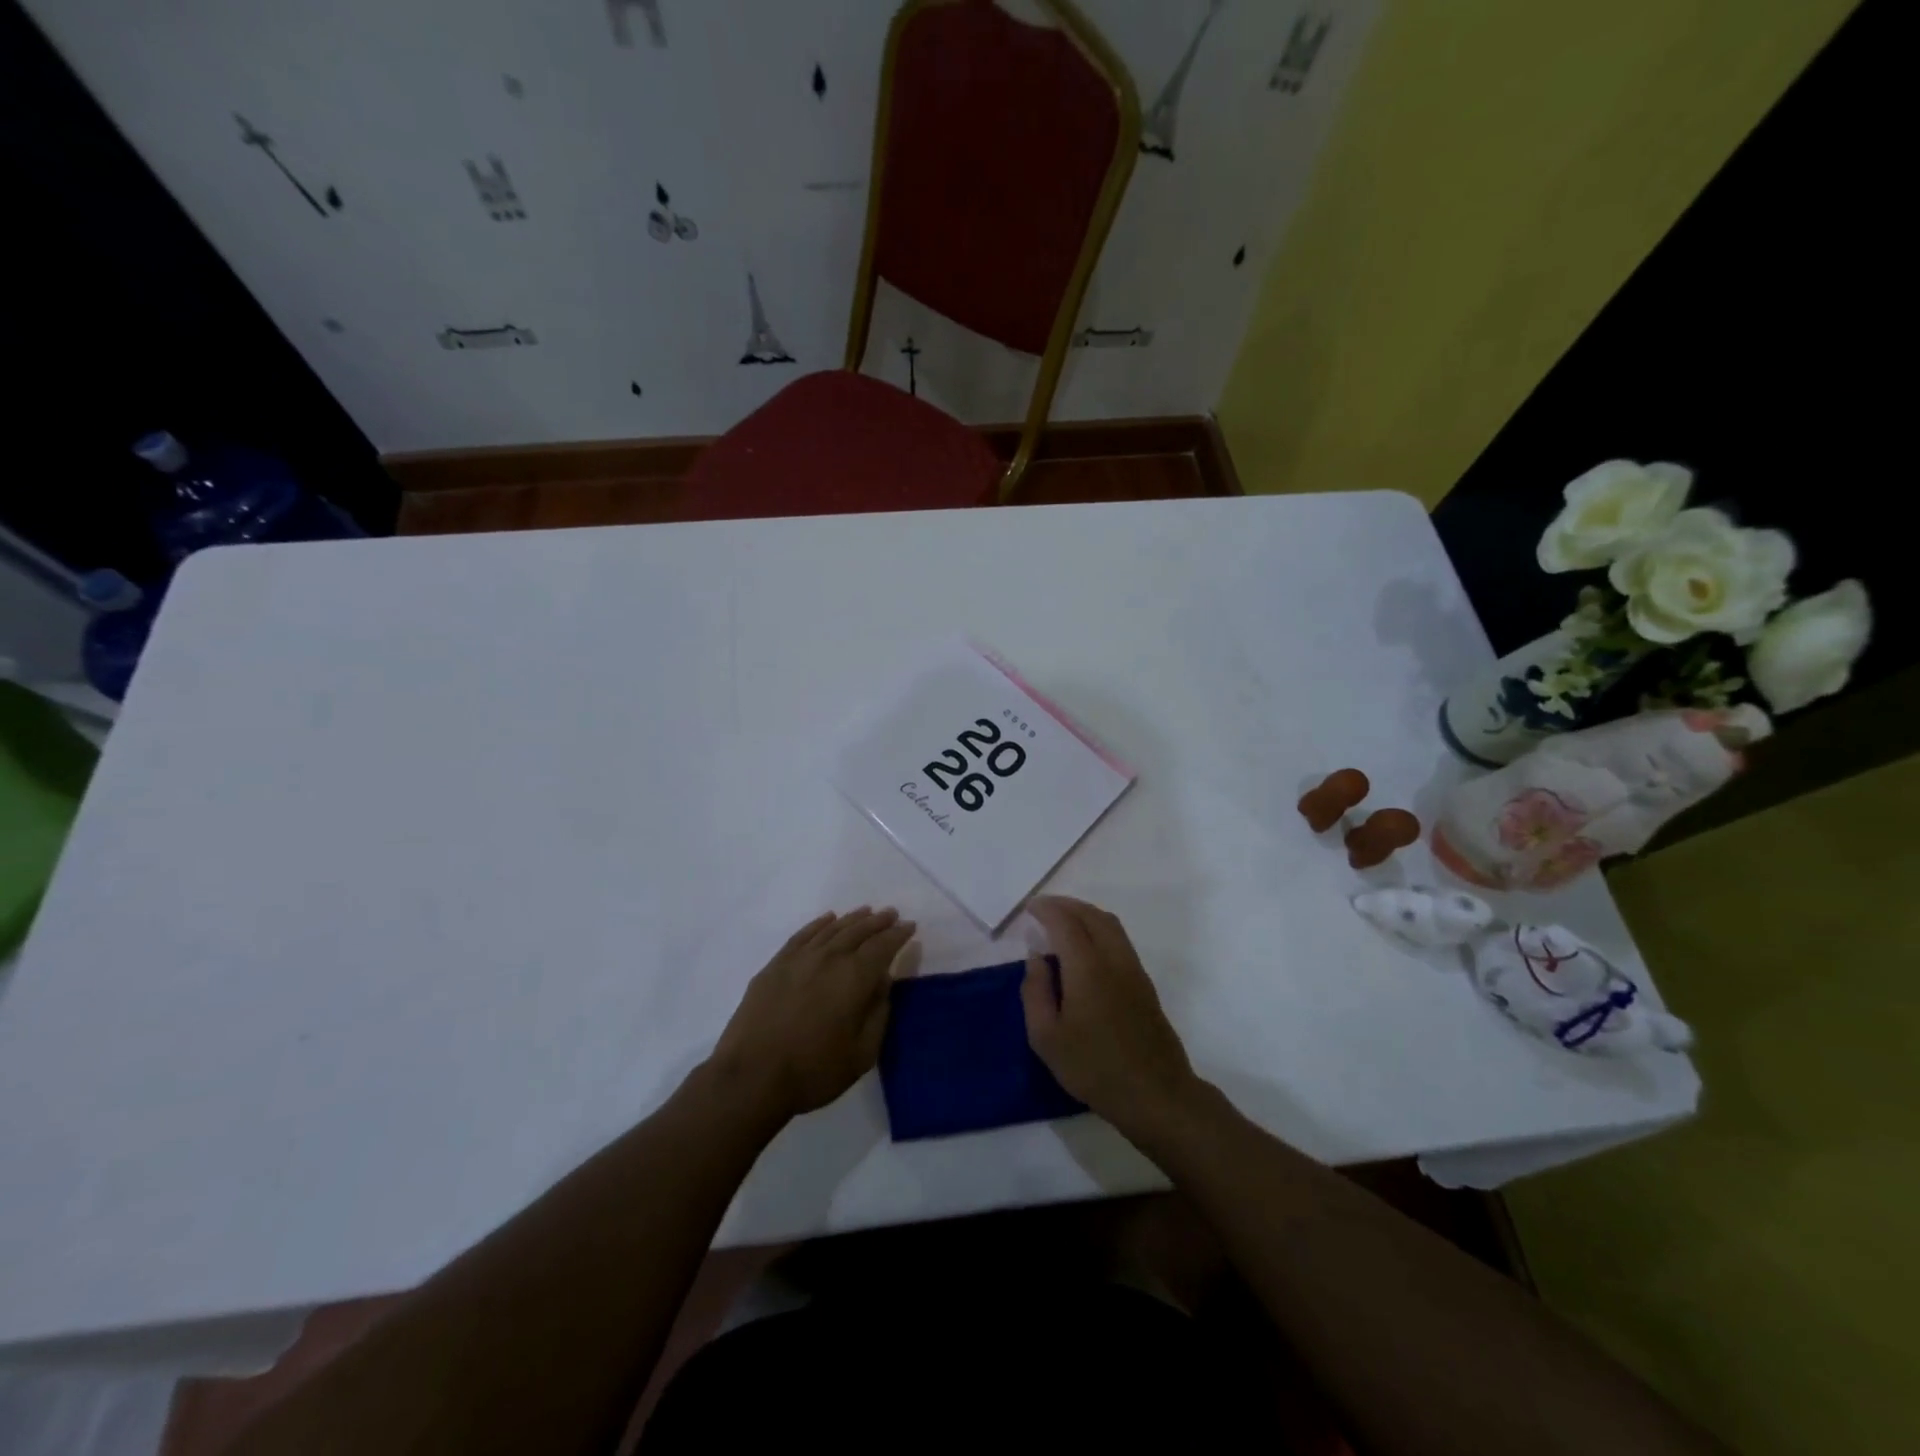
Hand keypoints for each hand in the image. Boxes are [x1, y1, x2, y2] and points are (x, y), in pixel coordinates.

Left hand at [707, 907, 916, 1125]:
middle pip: (858, 930)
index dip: (898, 934)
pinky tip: (827, 920)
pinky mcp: (775, 965)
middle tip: (891, 914)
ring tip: (866, 912)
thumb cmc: (814, 1070)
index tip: (910, 927)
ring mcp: (799, 958)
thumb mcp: (862, 1053)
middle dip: (878, 921)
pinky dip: (819, 924)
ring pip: (832, 929)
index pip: (883, 946)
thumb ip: (878, 1012)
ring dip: (852, 919)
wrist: (751, 1077)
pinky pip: (803, 935)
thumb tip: (883, 981)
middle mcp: (829, 958)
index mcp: (854, 977)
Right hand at [1021, 896, 1200, 1139]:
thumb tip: (1036, 958)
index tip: (1029, 908)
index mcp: (1087, 968)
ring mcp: (1134, 970)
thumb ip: (1035, 991)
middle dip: (1066, 905)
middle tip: (1043, 909)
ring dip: (1085, 914)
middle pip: (1091, 915)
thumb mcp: (1046, 1038)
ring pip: (1110, 925)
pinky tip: (1086, 947)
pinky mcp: (1144, 983)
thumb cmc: (1094, 1068)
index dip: (1046, 910)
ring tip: (1063, 921)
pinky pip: (1119, 940)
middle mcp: (1113, 959)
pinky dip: (1099, 928)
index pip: (1065, 923)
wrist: (1155, 1093)